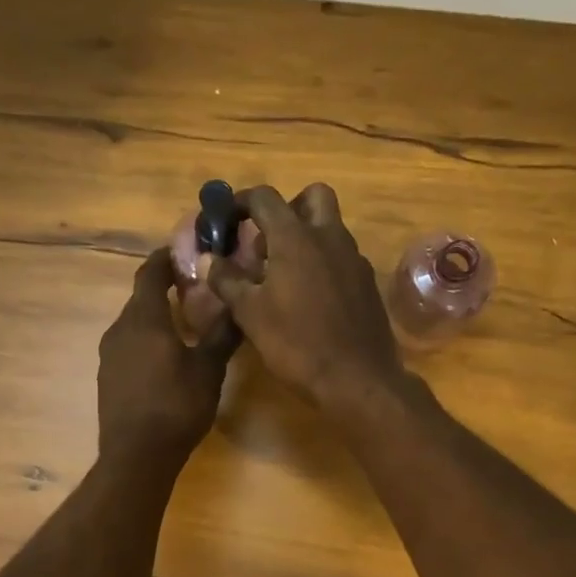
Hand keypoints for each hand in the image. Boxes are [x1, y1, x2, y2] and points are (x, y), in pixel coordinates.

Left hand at [98, 248, 238, 469]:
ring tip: (184, 324)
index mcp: (144, 319)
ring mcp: (109, 354)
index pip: (149, 273)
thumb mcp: (208, 369)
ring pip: (134, 324)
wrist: (137, 455)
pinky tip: (166, 357)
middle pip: (140, 298)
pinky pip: (129, 346)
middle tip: (194, 289)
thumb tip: (237, 305)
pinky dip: (146, 341)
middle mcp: (120, 329)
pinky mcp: (108, 377)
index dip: (165, 258)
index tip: (183, 251)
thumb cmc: (176, 406)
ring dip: (156, 318)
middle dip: (164, 289)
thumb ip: (221, 334)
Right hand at [206, 183, 404, 420]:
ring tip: (282, 273)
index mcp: (295, 238)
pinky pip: (343, 257)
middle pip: (312, 196)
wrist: (357, 380)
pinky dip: (324, 262)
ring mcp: (354, 259)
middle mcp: (330, 237)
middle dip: (288, 207)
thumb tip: (209, 259)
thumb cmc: (296, 344)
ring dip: (306, 236)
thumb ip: (227, 281)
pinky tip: (310, 297)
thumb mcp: (250, 314)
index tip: (226, 217)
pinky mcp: (367, 283)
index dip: (241, 201)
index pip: (265, 198)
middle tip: (267, 238)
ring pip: (331, 227)